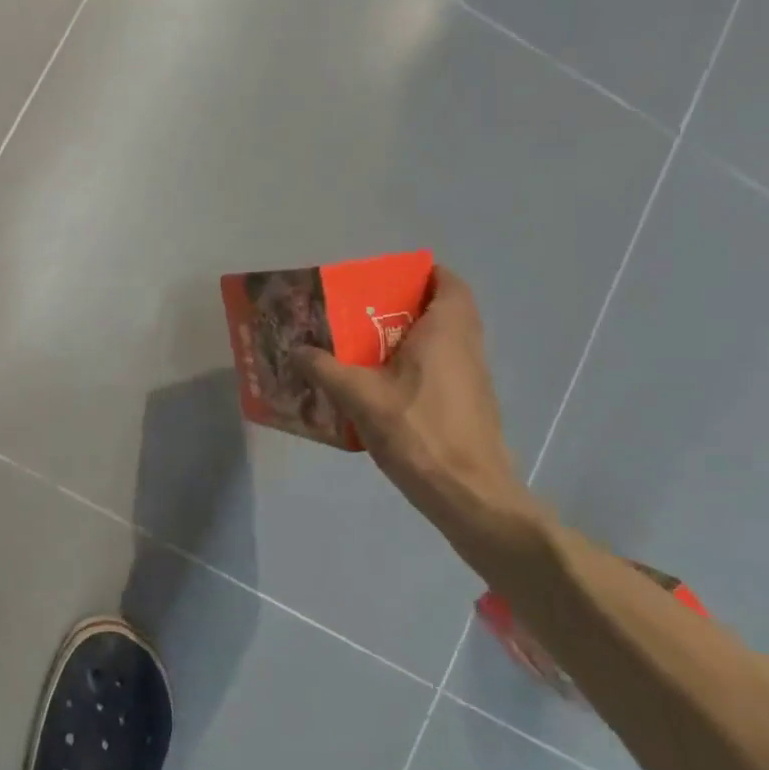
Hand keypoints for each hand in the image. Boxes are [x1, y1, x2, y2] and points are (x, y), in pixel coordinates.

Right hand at [293, 267, 541, 565]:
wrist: (470, 496)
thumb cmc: (419, 432)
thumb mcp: (360, 397)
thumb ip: (325, 368)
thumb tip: (295, 349)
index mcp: (447, 332)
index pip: (449, 283)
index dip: (424, 273)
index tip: (388, 278)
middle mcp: (466, 347)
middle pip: (444, 310)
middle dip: (406, 305)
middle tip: (363, 310)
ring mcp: (472, 379)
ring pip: (444, 341)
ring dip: (410, 337)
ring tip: (364, 345)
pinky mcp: (469, 406)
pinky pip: (443, 368)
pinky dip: (417, 365)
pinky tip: (383, 385)